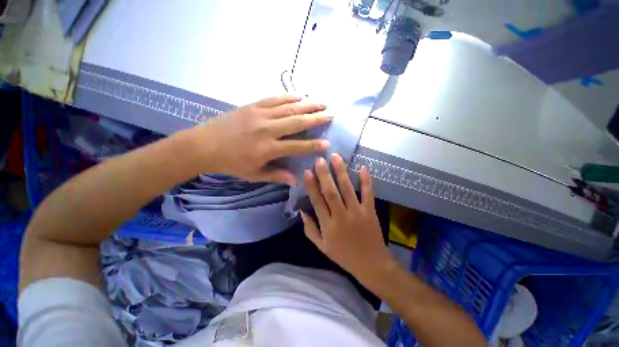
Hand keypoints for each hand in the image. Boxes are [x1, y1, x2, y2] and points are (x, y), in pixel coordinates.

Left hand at [193, 94, 330, 184]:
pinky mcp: (253, 105)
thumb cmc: (231, 163)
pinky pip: (275, 98)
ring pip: (289, 108)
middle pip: (297, 122)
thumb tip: (296, 180)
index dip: (313, 145)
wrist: (204, 145)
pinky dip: (289, 96)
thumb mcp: (254, 174)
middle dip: (316, 119)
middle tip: (331, 115)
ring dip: (307, 105)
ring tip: (322, 103)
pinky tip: (300, 95)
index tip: (327, 143)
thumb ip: (277, 176)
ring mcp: (260, 115)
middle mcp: (267, 130)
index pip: (297, 146)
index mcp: (268, 149)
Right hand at [301, 153, 394, 282]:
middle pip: (331, 192)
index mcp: (328, 226)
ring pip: (348, 189)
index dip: (311, 186)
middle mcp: (341, 216)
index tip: (307, 172)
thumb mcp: (321, 246)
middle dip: (324, 174)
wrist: (371, 264)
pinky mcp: (370, 211)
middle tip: (320, 159)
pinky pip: (368, 193)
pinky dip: (366, 180)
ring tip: (336, 157)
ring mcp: (357, 212)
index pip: (317, 202)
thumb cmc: (343, 255)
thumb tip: (302, 210)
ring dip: (341, 172)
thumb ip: (310, 228)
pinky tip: (363, 167)